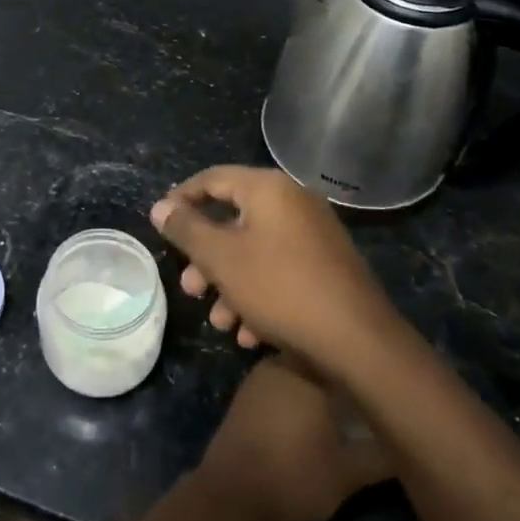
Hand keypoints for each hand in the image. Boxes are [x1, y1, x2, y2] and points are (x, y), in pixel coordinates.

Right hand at [151, 165, 401, 372]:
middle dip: (206, 258)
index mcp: (269, 189)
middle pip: (233, 220)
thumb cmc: (280, 288)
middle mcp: (293, 203)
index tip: (161, 224)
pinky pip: (280, 270)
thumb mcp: (221, 259)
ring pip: (255, 251)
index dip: (181, 199)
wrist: (359, 341)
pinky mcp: (327, 267)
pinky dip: (259, 294)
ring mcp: (314, 235)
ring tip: (219, 321)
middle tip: (189, 288)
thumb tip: (160, 207)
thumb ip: (186, 229)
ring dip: (229, 284)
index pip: (212, 179)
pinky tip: (250, 333)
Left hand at [195, 357, 391, 520]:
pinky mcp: (247, 394)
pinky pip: (281, 381)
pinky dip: (298, 391)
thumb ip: (382, 455)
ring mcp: (259, 377)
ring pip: (299, 368)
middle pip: (320, 359)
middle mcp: (281, 363)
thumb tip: (409, 439)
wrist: (231, 498)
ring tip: (347, 403)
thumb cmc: (293, 481)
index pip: (343, 353)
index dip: (365, 365)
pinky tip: (313, 413)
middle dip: (343, 373)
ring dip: (320, 382)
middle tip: (370, 392)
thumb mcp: (348, 475)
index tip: (387, 379)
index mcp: (308, 373)